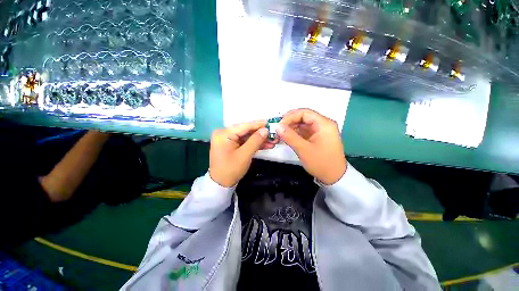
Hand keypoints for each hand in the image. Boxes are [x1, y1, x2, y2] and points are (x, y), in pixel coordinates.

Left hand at [209, 120, 272, 186]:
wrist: (221, 184)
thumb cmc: (231, 169)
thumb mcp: (244, 155)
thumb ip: (255, 141)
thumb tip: (265, 130)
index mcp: (224, 133)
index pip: (244, 126)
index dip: (259, 125)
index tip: (271, 123)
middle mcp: (224, 133)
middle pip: (246, 131)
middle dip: (261, 134)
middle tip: (274, 134)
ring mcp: (228, 139)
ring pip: (247, 137)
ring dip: (260, 140)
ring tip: (273, 141)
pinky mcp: (232, 145)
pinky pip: (245, 142)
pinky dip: (254, 144)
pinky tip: (266, 145)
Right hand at [277, 109, 346, 184]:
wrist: (334, 177)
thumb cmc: (321, 163)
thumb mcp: (304, 150)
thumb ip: (290, 137)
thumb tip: (277, 127)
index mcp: (324, 124)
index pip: (305, 113)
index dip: (290, 117)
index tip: (279, 125)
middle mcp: (323, 124)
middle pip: (304, 117)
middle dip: (290, 121)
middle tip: (278, 128)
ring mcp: (320, 131)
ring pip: (303, 124)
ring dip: (291, 127)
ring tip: (280, 133)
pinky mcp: (316, 137)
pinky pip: (304, 131)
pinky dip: (295, 133)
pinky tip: (287, 136)